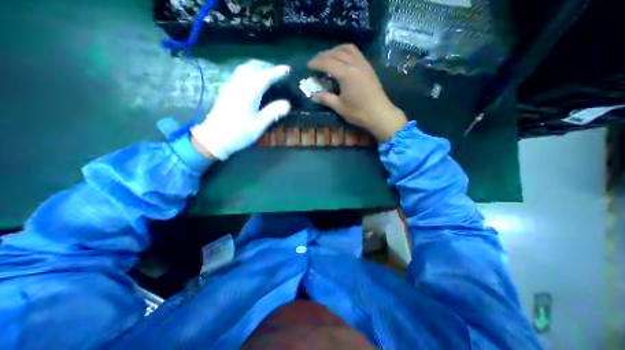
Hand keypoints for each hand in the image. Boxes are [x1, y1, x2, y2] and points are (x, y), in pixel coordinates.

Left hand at [192, 60, 290, 161]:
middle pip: (253, 67)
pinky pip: (239, 73)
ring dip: (257, 66)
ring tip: (268, 72)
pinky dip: (249, 71)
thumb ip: (273, 112)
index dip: (277, 72)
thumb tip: (288, 104)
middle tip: (279, 71)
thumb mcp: (258, 125)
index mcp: (248, 93)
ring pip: (244, 68)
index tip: (288, 69)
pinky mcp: (226, 90)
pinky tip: (253, 79)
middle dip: (267, 66)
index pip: (265, 77)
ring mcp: (230, 86)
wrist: (214, 138)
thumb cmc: (239, 133)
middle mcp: (238, 85)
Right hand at [307, 44, 404, 140]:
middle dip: (323, 56)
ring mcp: (363, 64)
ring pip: (347, 49)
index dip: (316, 63)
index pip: (327, 63)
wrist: (380, 114)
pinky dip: (345, 52)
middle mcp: (354, 64)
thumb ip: (326, 99)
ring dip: (335, 50)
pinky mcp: (368, 67)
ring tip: (328, 58)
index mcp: (346, 74)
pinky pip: (355, 52)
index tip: (308, 66)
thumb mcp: (339, 107)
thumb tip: (313, 96)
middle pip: (335, 53)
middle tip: (315, 63)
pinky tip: (342, 60)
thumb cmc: (358, 112)